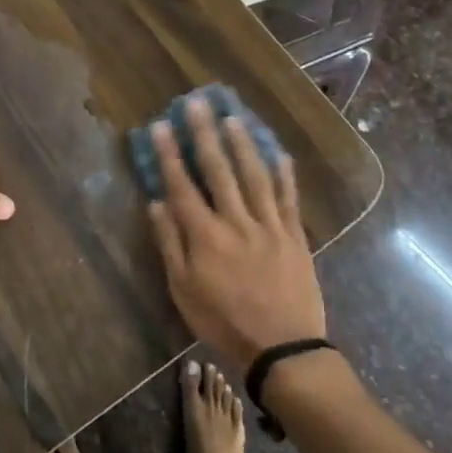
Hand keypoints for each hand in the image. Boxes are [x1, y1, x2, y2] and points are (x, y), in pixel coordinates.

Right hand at [146, 97, 326, 368]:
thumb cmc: (224, 322)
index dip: (171, 154)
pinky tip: (278, 152)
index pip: (182, 185)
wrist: (283, 349)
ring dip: (242, 143)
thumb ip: (170, 244)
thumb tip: (156, 203)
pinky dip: (284, 174)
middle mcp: (236, 222)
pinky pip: (288, 198)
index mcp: (205, 236)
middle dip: (205, 134)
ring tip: (232, 116)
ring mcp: (269, 226)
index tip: (162, 125)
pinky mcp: (294, 236)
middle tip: (196, 103)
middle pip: (219, 170)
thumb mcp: (183, 291)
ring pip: (254, 175)